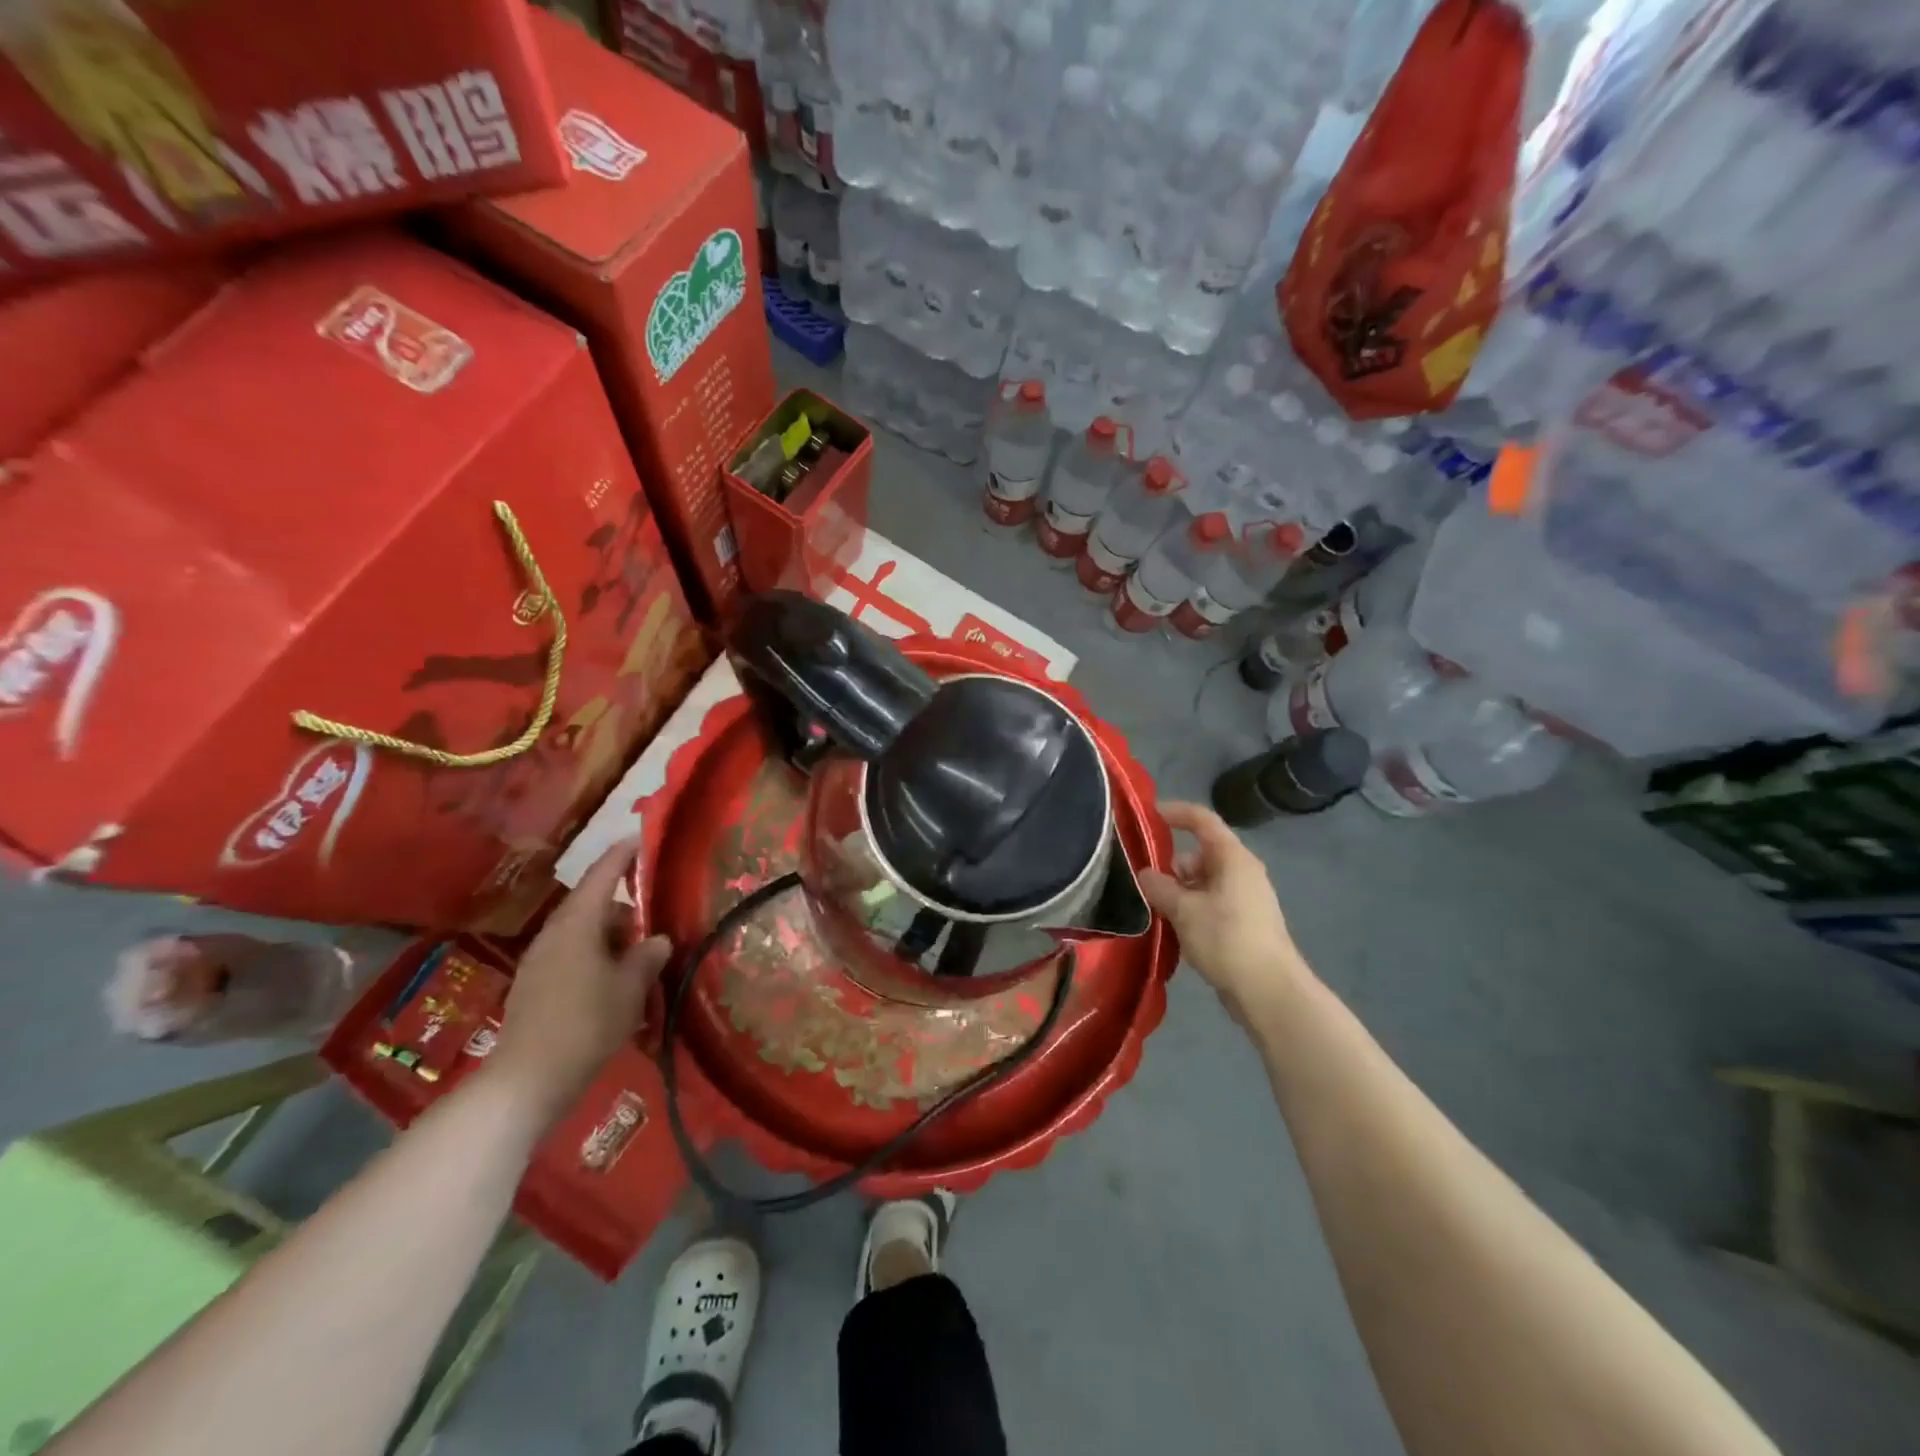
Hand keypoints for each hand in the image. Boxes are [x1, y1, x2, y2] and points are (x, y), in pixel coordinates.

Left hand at [489, 840, 671, 1123]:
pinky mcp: (534, 986)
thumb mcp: (631, 987)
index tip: (640, 837)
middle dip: (624, 908)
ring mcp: (539, 960)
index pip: (602, 875)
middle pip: (592, 905)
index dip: (622, 854)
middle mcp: (554, 933)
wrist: (527, 1080)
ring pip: (582, 932)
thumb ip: (647, 956)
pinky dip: (595, 957)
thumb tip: (658, 939)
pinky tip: (613, 982)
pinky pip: (571, 955)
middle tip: (654, 921)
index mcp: (577, 923)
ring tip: (638, 957)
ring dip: (611, 937)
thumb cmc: (586, 1023)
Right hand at [1140, 801, 1310, 1024]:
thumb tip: (1145, 873)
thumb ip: (1160, 887)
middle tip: (1142, 879)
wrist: (1269, 992)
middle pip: (1200, 853)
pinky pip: (1210, 903)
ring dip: (1178, 890)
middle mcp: (1242, 872)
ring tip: (1153, 908)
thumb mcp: (1184, 910)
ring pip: (1203, 881)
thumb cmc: (1227, 939)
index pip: (1202, 820)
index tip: (1146, 816)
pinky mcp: (1243, 923)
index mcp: (1233, 858)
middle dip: (1170, 863)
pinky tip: (1173, 928)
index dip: (1174, 813)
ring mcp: (1245, 898)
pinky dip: (1190, 908)